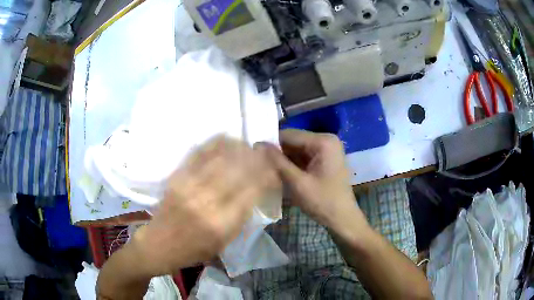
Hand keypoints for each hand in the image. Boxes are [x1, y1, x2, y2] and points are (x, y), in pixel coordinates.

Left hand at [128, 135, 279, 276]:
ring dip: (238, 148)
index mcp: (222, 223)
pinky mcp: (177, 177)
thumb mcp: (223, 242)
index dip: (266, 177)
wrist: (159, 244)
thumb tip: (253, 192)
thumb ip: (240, 218)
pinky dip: (214, 144)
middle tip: (264, 153)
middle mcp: (207, 202)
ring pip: (220, 159)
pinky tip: (225, 139)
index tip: (274, 171)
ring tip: (247, 145)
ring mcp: (190, 186)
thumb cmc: (193, 250)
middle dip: (255, 158)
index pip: (252, 191)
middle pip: (238, 171)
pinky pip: (198, 154)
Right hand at [259, 129, 367, 232]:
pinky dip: (292, 164)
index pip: (290, 135)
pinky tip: (281, 172)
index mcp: (323, 141)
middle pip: (294, 141)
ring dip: (284, 159)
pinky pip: (304, 156)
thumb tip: (258, 144)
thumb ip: (277, 162)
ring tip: (267, 169)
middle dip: (278, 152)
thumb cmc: (322, 201)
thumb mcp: (297, 182)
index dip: (271, 143)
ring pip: (297, 149)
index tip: (254, 154)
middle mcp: (326, 140)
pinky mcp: (325, 159)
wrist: (342, 218)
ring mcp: (326, 149)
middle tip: (259, 164)